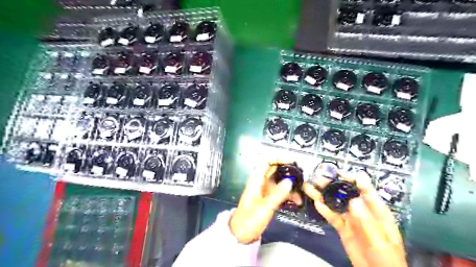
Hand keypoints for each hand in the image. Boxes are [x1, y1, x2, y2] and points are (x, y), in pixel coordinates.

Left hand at [229, 161, 301, 243]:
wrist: (241, 234)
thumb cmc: (250, 219)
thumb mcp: (265, 207)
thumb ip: (278, 194)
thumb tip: (290, 180)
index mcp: (256, 180)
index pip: (265, 162)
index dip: (277, 158)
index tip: (291, 162)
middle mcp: (261, 182)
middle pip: (274, 170)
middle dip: (288, 170)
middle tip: (302, 174)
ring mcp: (265, 190)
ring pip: (279, 181)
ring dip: (290, 184)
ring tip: (302, 189)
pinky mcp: (269, 198)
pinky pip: (280, 191)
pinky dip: (288, 194)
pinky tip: (297, 200)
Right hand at [302, 173, 406, 265]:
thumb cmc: (387, 259)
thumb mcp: (380, 241)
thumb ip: (367, 221)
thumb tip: (353, 200)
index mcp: (377, 210)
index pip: (365, 190)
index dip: (353, 179)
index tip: (339, 173)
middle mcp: (362, 211)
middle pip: (346, 194)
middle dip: (333, 185)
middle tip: (319, 179)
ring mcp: (351, 219)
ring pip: (336, 203)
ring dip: (324, 195)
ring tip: (310, 187)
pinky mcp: (342, 228)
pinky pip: (332, 216)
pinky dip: (324, 210)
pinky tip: (316, 203)